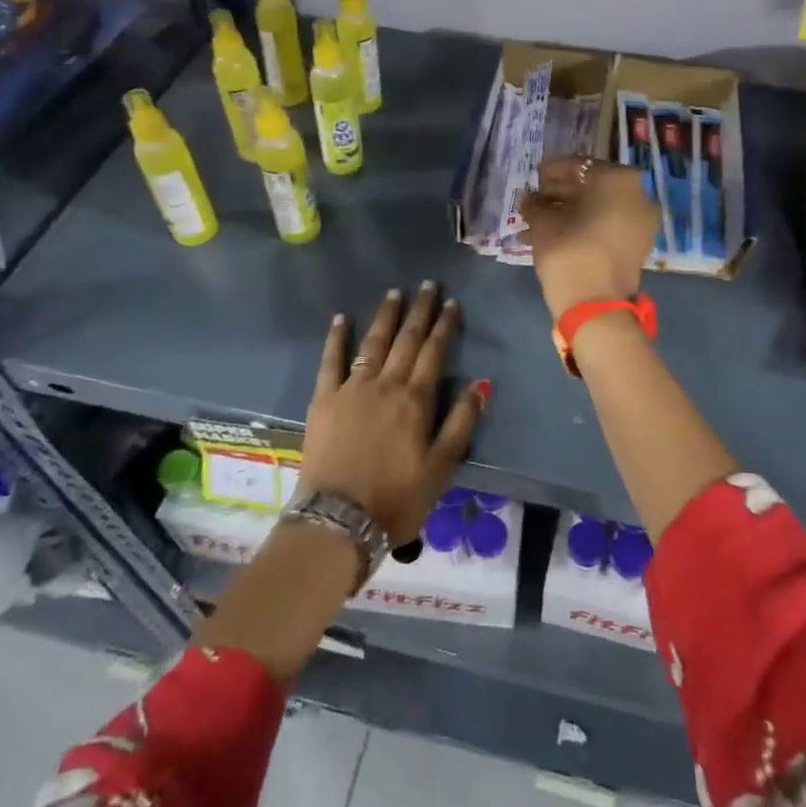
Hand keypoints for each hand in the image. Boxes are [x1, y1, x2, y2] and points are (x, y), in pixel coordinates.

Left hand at [297, 283, 488, 546]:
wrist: (338, 521)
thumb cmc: (397, 499)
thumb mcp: (441, 468)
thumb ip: (461, 424)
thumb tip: (481, 384)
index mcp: (416, 400)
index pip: (434, 352)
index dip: (444, 326)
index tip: (451, 304)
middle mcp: (385, 385)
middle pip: (406, 340)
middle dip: (419, 311)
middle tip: (427, 286)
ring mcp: (352, 389)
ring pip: (372, 343)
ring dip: (385, 316)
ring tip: (394, 293)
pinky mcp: (323, 400)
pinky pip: (330, 361)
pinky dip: (336, 338)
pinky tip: (340, 319)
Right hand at [519, 156, 660, 318]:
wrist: (596, 307)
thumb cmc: (569, 252)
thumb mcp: (543, 223)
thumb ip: (535, 203)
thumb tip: (529, 198)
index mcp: (618, 179)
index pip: (579, 165)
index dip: (553, 171)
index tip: (534, 178)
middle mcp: (637, 195)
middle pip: (592, 186)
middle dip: (561, 193)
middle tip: (535, 200)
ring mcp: (641, 222)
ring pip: (598, 208)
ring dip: (568, 212)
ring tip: (536, 222)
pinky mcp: (637, 245)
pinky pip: (607, 226)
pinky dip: (583, 227)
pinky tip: (553, 235)